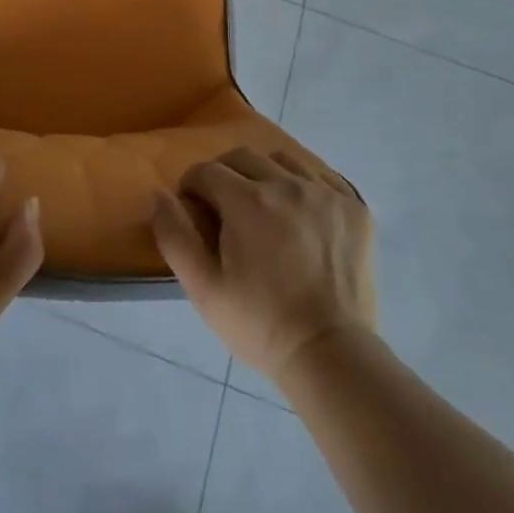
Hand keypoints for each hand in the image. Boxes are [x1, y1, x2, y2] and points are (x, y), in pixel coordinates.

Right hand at [153, 148, 374, 380]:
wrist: (331, 355)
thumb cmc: (260, 325)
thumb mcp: (204, 289)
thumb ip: (175, 236)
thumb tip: (158, 195)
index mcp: (246, 200)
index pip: (206, 171)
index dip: (192, 187)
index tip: (194, 210)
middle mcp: (285, 183)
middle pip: (242, 157)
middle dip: (224, 175)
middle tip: (225, 208)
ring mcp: (324, 193)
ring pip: (282, 160)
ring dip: (264, 174)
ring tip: (265, 207)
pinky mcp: (354, 207)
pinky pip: (321, 177)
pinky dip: (304, 186)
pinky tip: (301, 214)